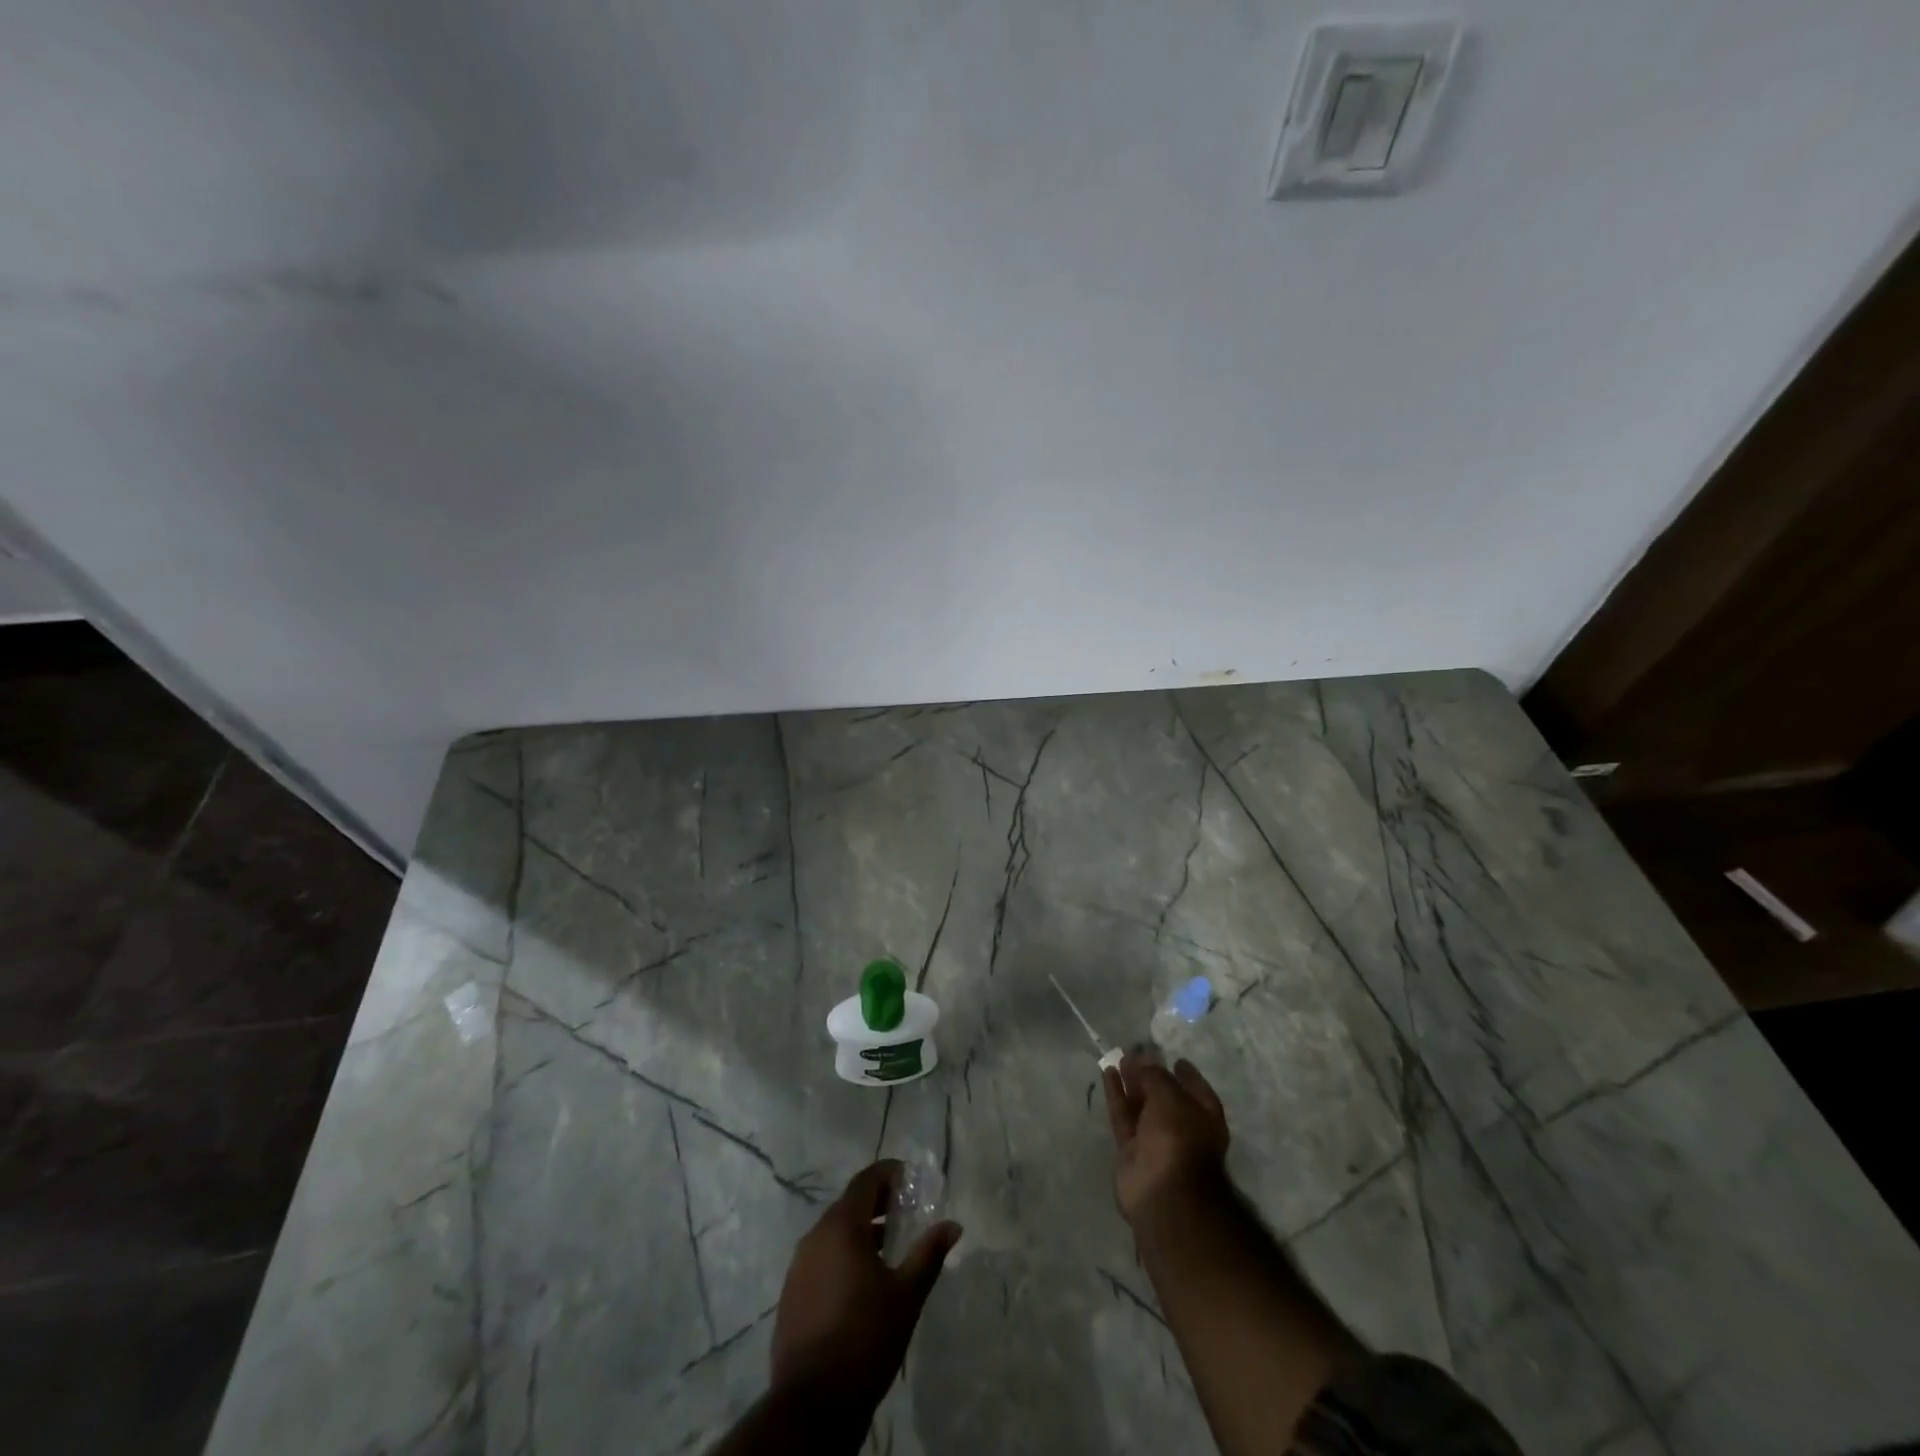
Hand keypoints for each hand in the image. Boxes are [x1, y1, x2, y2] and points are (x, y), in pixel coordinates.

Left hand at [770, 1160, 961, 1415]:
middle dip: (878, 1202)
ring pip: (834, 1232)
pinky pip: (822, 1257)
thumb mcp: (906, 1295)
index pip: (865, 1181)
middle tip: (906, 1209)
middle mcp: (815, 1236)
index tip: (910, 1178)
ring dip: (861, 1230)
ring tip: (890, 1245)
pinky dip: (844, 1253)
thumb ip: (929, 1253)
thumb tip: (953, 1225)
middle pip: (849, 1204)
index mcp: (841, 1227)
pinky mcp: (792, 1293)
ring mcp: (799, 1265)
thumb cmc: (865, 1338)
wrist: (812, 1405)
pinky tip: (863, 1279)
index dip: (888, 1173)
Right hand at [1103, 1054, 1230, 1224]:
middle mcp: (1182, 1129)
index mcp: (1204, 1117)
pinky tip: (1108, 1073)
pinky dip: (1116, 1095)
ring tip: (1119, 1059)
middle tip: (1135, 1055)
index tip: (1174, 1059)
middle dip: (1151, 1077)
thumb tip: (1140, 1061)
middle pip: (1165, 1097)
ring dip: (1131, 1083)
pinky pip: (1123, 1116)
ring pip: (1142, 1106)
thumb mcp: (1170, 1095)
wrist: (1163, 1192)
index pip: (1197, 1090)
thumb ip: (1155, 1075)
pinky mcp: (1131, 1150)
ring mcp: (1155, 1141)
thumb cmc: (1178, 1137)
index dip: (1187, 1074)